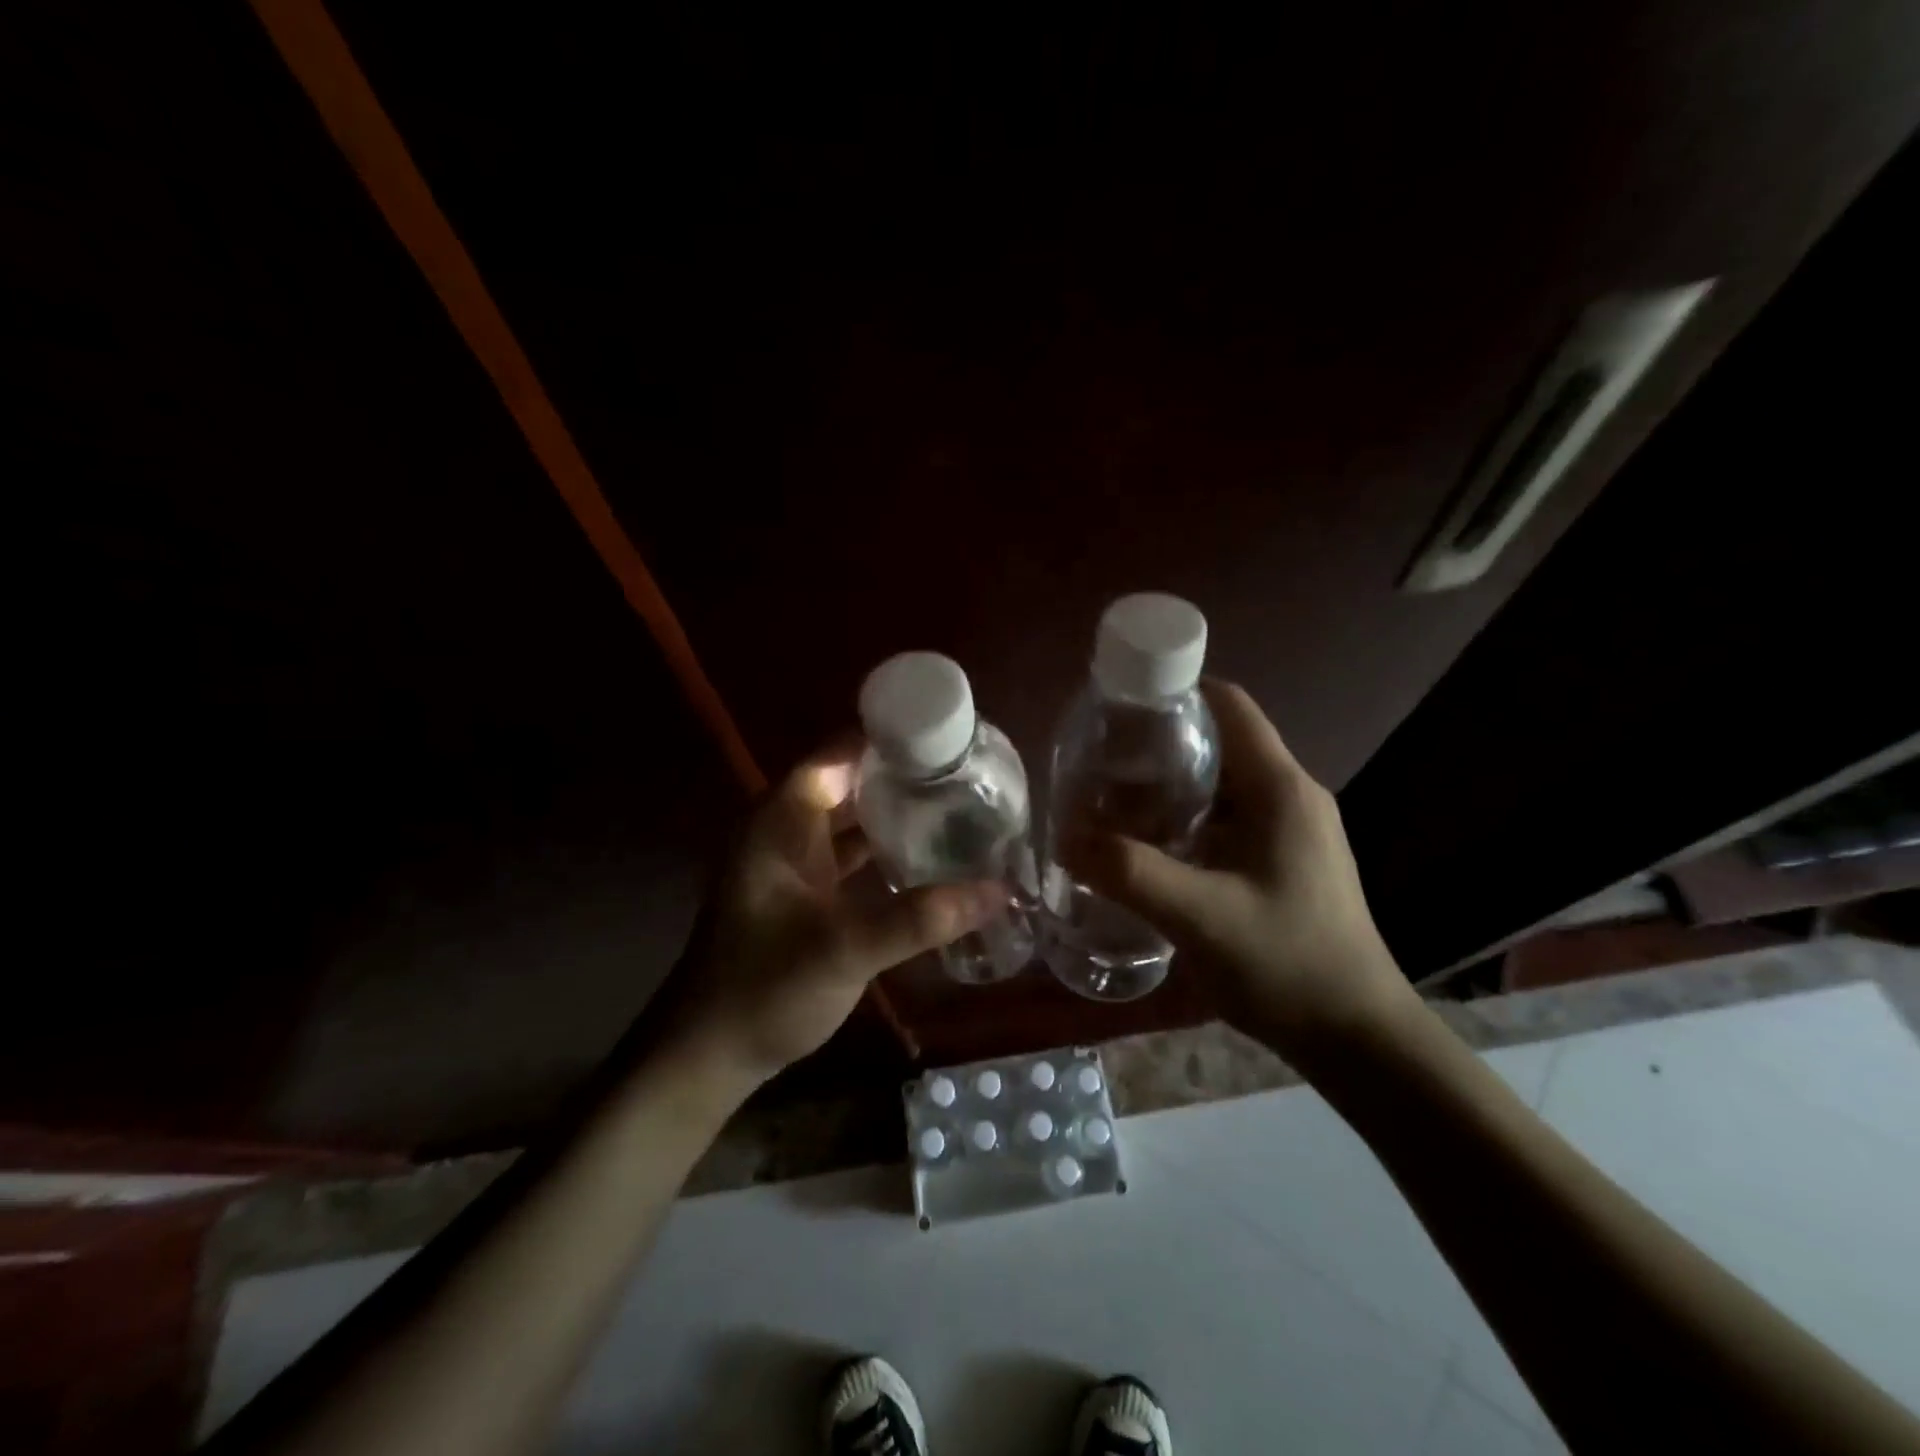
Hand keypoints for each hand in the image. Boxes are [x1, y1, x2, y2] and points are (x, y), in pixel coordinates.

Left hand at [661, 741, 1003, 1089]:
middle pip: (849, 784)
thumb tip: (999, 890)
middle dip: (902, 777)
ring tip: (958, 807)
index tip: (945, 739)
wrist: (710, 1055)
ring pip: (852, 822)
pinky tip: (929, 860)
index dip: (886, 740)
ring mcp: (795, 865)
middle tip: (967, 774)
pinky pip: (852, 858)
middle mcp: (785, 832)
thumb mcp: (842, 950)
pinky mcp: (806, 895)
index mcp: (779, 823)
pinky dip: (886, 853)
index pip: (836, 756)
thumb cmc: (763, 990)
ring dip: (897, 815)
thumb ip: (918, 919)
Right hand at [1063, 679, 1414, 1063]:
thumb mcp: (1200, 916)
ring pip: (1218, 785)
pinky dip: (1184, 820)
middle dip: (1157, 746)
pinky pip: (1225, 820)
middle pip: (1218, 742)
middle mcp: (1289, 796)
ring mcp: (1290, 830)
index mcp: (1280, 789)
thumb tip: (1064, 837)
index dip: (1173, 694)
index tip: (1115, 709)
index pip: (1228, 706)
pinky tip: (1148, 847)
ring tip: (1110, 803)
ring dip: (1167, 787)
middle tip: (1098, 764)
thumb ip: (1129, 872)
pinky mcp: (1283, 861)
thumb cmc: (1288, 965)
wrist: (1356, 1039)